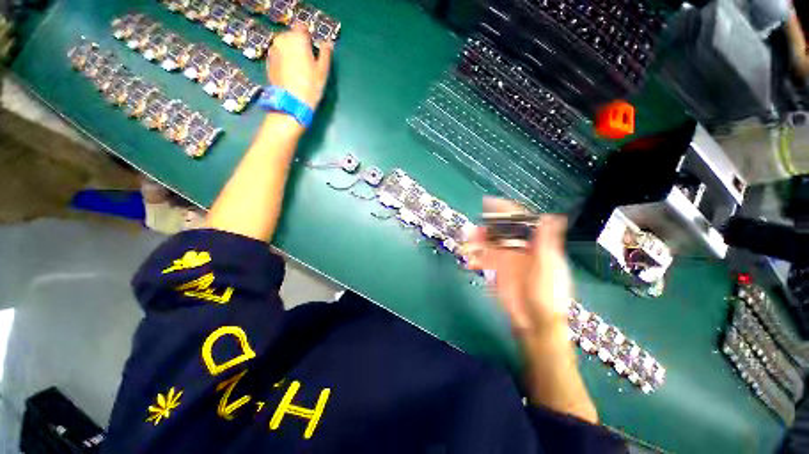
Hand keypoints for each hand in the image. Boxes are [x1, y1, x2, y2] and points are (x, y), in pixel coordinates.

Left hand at [266, 25, 332, 108]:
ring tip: (297, 69)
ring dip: (290, 53)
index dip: (308, 37)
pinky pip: (278, 56)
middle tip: (306, 62)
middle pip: (291, 36)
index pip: (302, 28)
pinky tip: (289, 74)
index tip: (313, 49)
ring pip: (283, 46)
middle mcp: (282, 39)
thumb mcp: (323, 71)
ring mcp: (273, 50)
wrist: (291, 103)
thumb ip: (325, 53)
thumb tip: (327, 44)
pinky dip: (283, 61)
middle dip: (298, 45)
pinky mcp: (268, 62)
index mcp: (297, 38)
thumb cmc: (310, 85)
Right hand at [466, 198, 572, 336]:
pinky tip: (470, 261)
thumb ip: (547, 241)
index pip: (520, 221)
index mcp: (534, 244)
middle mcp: (519, 248)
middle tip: (473, 228)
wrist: (535, 320)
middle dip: (486, 227)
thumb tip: (552, 216)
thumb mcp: (550, 265)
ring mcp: (507, 259)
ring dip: (477, 241)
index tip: (489, 203)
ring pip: (489, 243)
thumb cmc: (547, 293)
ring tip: (466, 242)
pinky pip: (484, 259)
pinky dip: (476, 258)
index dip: (506, 211)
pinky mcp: (497, 270)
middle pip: (500, 231)